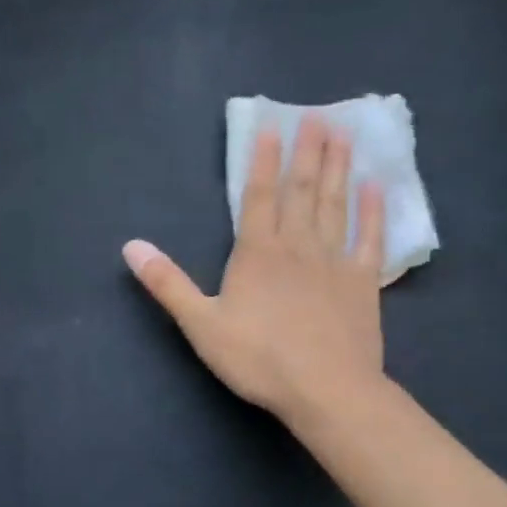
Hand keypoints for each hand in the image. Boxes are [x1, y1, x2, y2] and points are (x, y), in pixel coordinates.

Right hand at [124, 116, 385, 424]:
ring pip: (335, 205)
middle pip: (302, 190)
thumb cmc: (258, 358)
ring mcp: (334, 261)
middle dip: (308, 152)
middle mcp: (297, 246)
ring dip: (338, 169)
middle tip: (319, 116)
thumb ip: (168, 283)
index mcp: (257, 253)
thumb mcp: (201, 324)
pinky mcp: (363, 282)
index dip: (264, 160)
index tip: (272, 126)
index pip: (260, 196)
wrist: (325, 390)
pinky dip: (372, 211)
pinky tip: (375, 187)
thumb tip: (131, 246)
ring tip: (344, 135)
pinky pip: (369, 238)